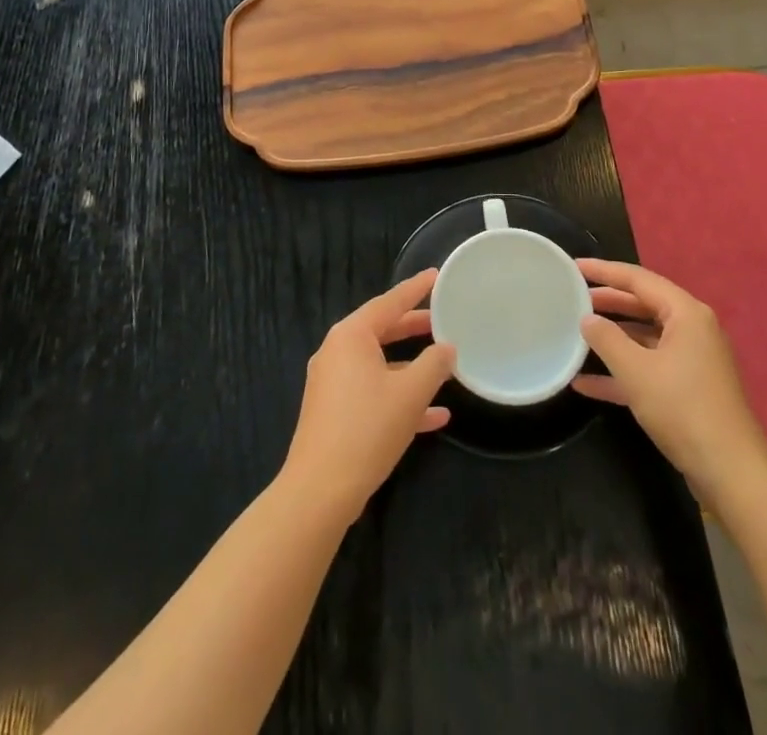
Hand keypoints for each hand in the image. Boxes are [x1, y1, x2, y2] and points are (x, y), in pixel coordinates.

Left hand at [280, 268, 456, 525]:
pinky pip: (371, 391)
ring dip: (410, 366)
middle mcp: (337, 351)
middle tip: (442, 319)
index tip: (435, 275)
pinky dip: (398, 395)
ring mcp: (332, 382)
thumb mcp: (410, 393)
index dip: (415, 288)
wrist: (320, 491)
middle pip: (382, 330)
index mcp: (351, 335)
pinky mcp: (333, 411)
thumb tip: (447, 348)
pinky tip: (434, 416)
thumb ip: (434, 364)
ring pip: (379, 363)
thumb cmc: (367, 429)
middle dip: (414, 327)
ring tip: (443, 364)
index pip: (390, 302)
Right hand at [572, 259, 766, 498]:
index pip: (638, 279)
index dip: (604, 271)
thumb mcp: (637, 371)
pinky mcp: (688, 388)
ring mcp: (692, 360)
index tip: (573, 266)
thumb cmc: (683, 410)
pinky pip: (649, 367)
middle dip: (608, 302)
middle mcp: (692, 329)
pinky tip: (586, 383)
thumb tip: (587, 319)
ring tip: (576, 332)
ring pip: (644, 337)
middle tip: (572, 296)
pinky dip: (622, 371)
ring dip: (612, 338)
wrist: (731, 473)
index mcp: (686, 313)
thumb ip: (607, 339)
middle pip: (643, 304)